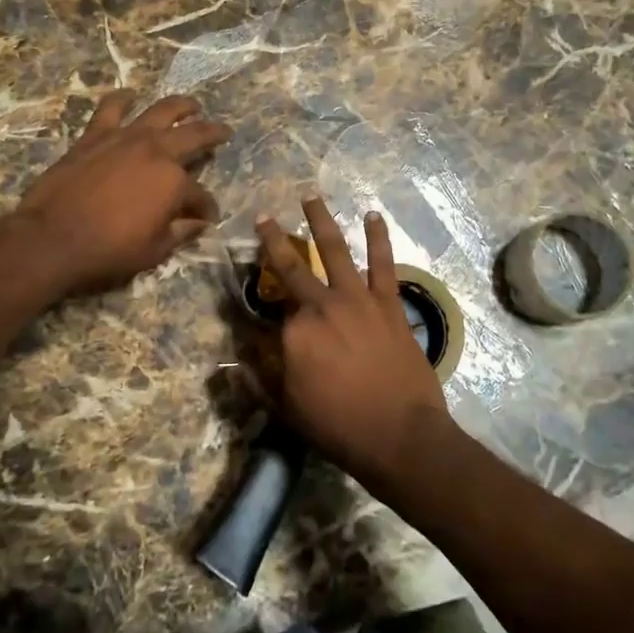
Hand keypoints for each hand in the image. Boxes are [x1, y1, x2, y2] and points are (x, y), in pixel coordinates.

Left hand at [17, 92, 230, 293]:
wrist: (52, 237)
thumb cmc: (108, 250)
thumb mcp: (154, 251)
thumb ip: (181, 232)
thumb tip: (198, 223)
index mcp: (175, 182)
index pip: (200, 194)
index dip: (206, 207)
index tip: (207, 216)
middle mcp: (156, 151)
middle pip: (193, 136)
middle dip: (213, 134)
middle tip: (223, 131)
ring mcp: (126, 138)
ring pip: (161, 110)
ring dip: (181, 106)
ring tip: (192, 105)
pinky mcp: (96, 135)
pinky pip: (111, 109)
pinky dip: (122, 99)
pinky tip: (129, 95)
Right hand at [256, 198, 452, 485]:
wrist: (401, 436)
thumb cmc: (339, 427)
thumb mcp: (287, 409)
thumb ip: (258, 379)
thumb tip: (232, 361)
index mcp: (293, 332)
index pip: (267, 309)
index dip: (256, 298)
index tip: (246, 287)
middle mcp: (321, 305)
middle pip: (292, 265)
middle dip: (274, 239)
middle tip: (265, 219)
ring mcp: (358, 300)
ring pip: (334, 250)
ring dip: (321, 220)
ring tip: (311, 197)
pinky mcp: (389, 303)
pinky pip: (383, 263)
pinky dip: (378, 238)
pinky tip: (373, 216)